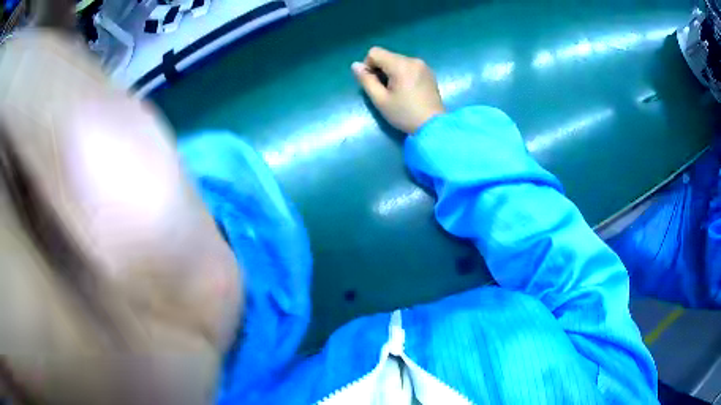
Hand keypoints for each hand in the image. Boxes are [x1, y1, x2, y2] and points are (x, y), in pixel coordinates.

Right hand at [352, 47, 445, 133]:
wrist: (434, 127)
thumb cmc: (404, 114)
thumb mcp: (380, 100)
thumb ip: (366, 80)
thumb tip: (355, 65)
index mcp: (400, 65)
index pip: (375, 52)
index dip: (368, 65)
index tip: (373, 83)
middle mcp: (413, 60)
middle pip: (387, 56)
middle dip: (381, 69)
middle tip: (385, 90)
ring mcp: (423, 65)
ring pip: (398, 61)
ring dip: (392, 72)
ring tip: (397, 91)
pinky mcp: (429, 72)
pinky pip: (409, 66)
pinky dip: (403, 74)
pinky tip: (408, 90)